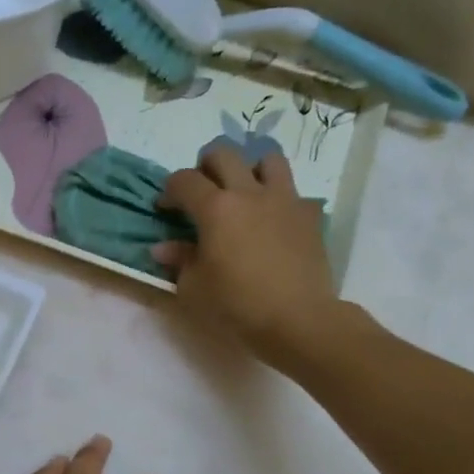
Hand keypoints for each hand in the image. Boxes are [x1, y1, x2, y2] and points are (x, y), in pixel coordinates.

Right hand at [154, 148, 344, 366]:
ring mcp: (284, 200)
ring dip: (250, 169)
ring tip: (243, 193)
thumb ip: (179, 261)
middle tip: (202, 191)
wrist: (298, 320)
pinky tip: (273, 221)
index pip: (184, 180)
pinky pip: (293, 192)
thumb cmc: (238, 305)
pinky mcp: (309, 215)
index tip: (165, 209)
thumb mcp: (194, 289)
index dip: (169, 190)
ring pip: (267, 159)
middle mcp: (249, 193)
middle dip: (205, 166)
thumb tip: (164, 248)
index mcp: (215, 208)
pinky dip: (279, 199)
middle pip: (224, 154)